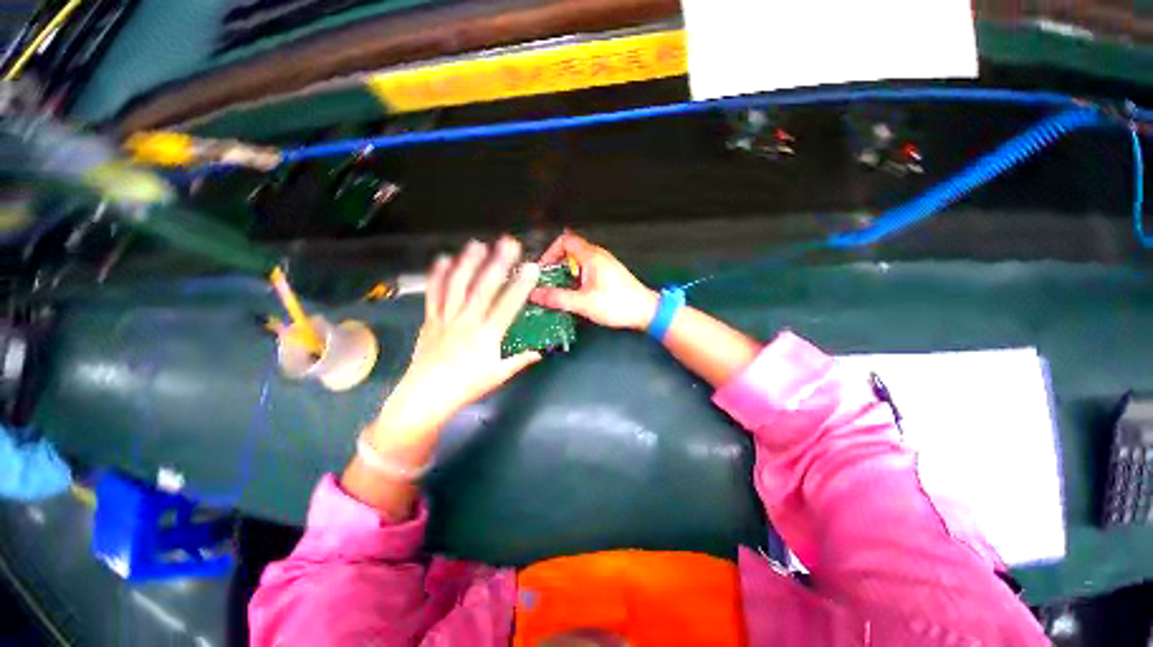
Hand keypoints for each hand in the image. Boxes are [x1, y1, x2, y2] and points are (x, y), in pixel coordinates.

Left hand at [376, 237, 541, 440]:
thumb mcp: (497, 376)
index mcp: (487, 336)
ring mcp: (446, 318)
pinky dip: (438, 276)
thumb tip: (539, 352)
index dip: (520, 286)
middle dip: (497, 264)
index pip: (508, 306)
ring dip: (468, 263)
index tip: (531, 268)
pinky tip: (444, 259)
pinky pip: (434, 294)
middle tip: (508, 243)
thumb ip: (519, 361)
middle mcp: (467, 321)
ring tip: (478, 244)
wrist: (426, 396)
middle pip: (483, 288)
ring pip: (457, 286)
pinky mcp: (430, 319)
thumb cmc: (466, 387)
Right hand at [530, 232, 657, 330]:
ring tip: (559, 290)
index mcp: (592, 257)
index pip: (565, 241)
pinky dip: (576, 277)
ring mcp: (604, 264)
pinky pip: (586, 269)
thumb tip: (535, 295)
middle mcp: (598, 255)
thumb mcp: (584, 303)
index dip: (550, 252)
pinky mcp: (608, 273)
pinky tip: (575, 294)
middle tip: (548, 282)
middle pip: (570, 250)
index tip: (543, 269)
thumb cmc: (618, 304)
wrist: (645, 311)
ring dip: (566, 273)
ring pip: (578, 261)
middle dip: (556, 265)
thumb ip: (558, 298)